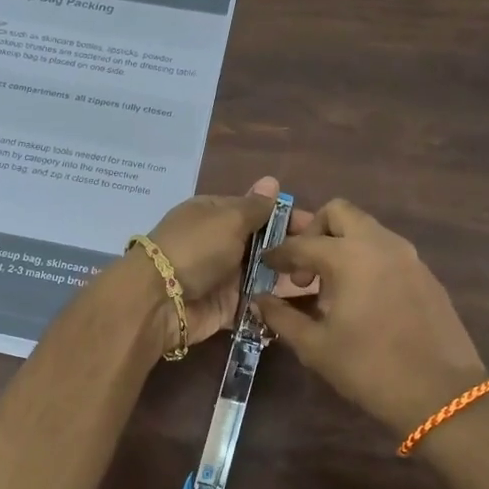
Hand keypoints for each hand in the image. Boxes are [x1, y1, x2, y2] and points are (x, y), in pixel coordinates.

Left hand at [140, 176, 314, 351]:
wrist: (160, 300)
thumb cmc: (196, 249)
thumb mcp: (228, 219)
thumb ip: (255, 207)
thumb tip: (271, 181)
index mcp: (216, 214)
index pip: (259, 211)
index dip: (288, 218)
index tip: (321, 228)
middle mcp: (220, 243)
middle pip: (264, 244)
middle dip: (293, 251)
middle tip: (328, 260)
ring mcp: (223, 276)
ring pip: (263, 275)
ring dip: (288, 278)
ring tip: (325, 284)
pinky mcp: (227, 307)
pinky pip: (256, 303)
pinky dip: (274, 304)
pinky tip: (304, 306)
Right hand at [256, 198, 488, 439]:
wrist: (441, 394)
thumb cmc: (369, 368)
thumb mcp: (316, 346)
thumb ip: (282, 317)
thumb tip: (259, 300)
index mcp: (349, 256)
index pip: (302, 244)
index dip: (278, 254)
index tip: (265, 265)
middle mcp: (380, 244)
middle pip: (339, 213)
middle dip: (314, 232)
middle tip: (303, 268)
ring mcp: (408, 256)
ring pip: (367, 229)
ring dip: (342, 245)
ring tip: (329, 286)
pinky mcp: (426, 274)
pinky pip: (387, 251)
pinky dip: (366, 260)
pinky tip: (360, 298)